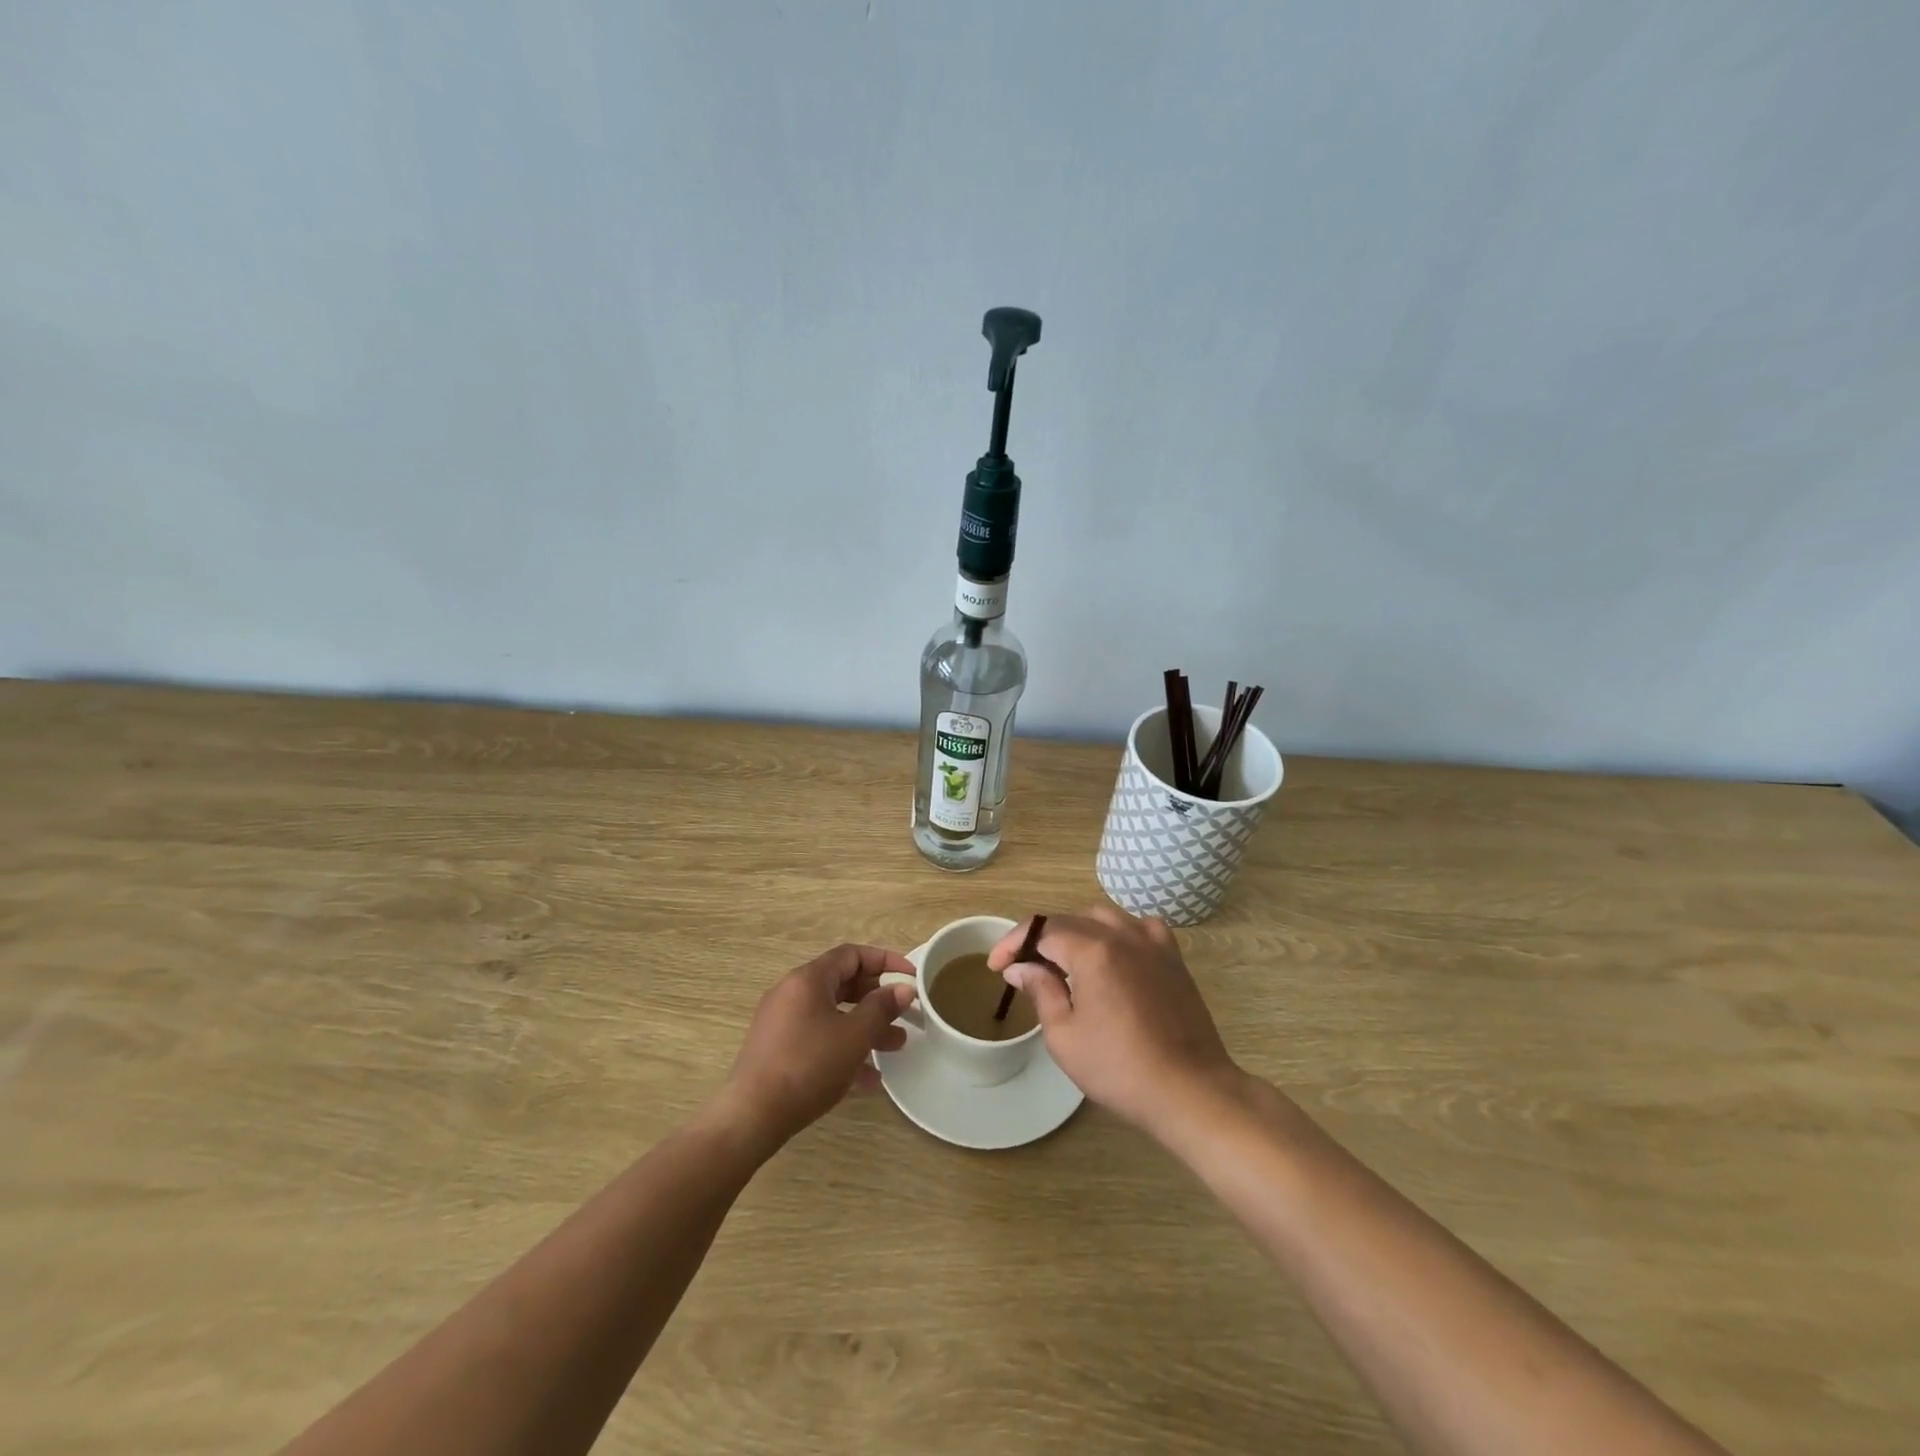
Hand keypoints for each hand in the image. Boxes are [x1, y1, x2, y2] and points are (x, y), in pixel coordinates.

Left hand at [719, 943, 916, 1149]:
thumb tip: (903, 989)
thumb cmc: (808, 1066)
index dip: (885, 961)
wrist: (752, 1116)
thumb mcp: (854, 1036)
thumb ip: (882, 1008)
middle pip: (843, 984)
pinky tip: (869, 1078)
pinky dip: (844, 1048)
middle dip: (877, 999)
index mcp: (808, 979)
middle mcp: (792, 993)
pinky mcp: (778, 1049)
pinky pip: (819, 1038)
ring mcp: (782, 1022)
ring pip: (833, 1014)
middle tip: (905, 1014)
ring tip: (896, 1046)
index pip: (852, 955)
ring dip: (865, 1027)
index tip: (911, 976)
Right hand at [989, 908, 1239, 1136]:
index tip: (996, 967)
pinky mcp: (1173, 958)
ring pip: (1104, 917)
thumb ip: (1041, 991)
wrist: (1190, 1090)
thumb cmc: (1119, 1069)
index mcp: (1092, 951)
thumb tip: (1020, 968)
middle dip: (1041, 939)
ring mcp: (1152, 943)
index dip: (1012, 943)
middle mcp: (1122, 935)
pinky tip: (1114, 955)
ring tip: (1065, 962)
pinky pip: (1140, 927)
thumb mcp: (1064, 1036)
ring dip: (1077, 932)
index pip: (1041, 930)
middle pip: (1070, 920)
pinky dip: (1119, 933)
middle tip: (1026, 969)